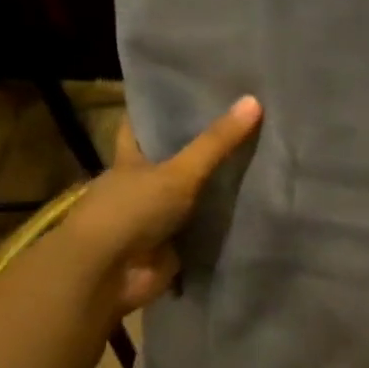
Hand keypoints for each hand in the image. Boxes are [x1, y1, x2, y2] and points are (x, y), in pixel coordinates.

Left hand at [62, 96, 262, 314]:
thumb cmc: (131, 212)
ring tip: (262, 162)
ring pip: (191, 195)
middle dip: (201, 148)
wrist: (106, 276)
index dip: (161, 108)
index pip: (142, 125)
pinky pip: (203, 229)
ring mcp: (156, 218)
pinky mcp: (172, 248)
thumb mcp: (178, 172)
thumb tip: (254, 100)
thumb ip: (216, 142)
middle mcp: (141, 185)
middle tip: (244, 126)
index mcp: (131, 160)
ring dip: (216, 188)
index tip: (191, 91)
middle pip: (173, 160)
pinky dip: (223, 224)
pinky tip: (256, 208)